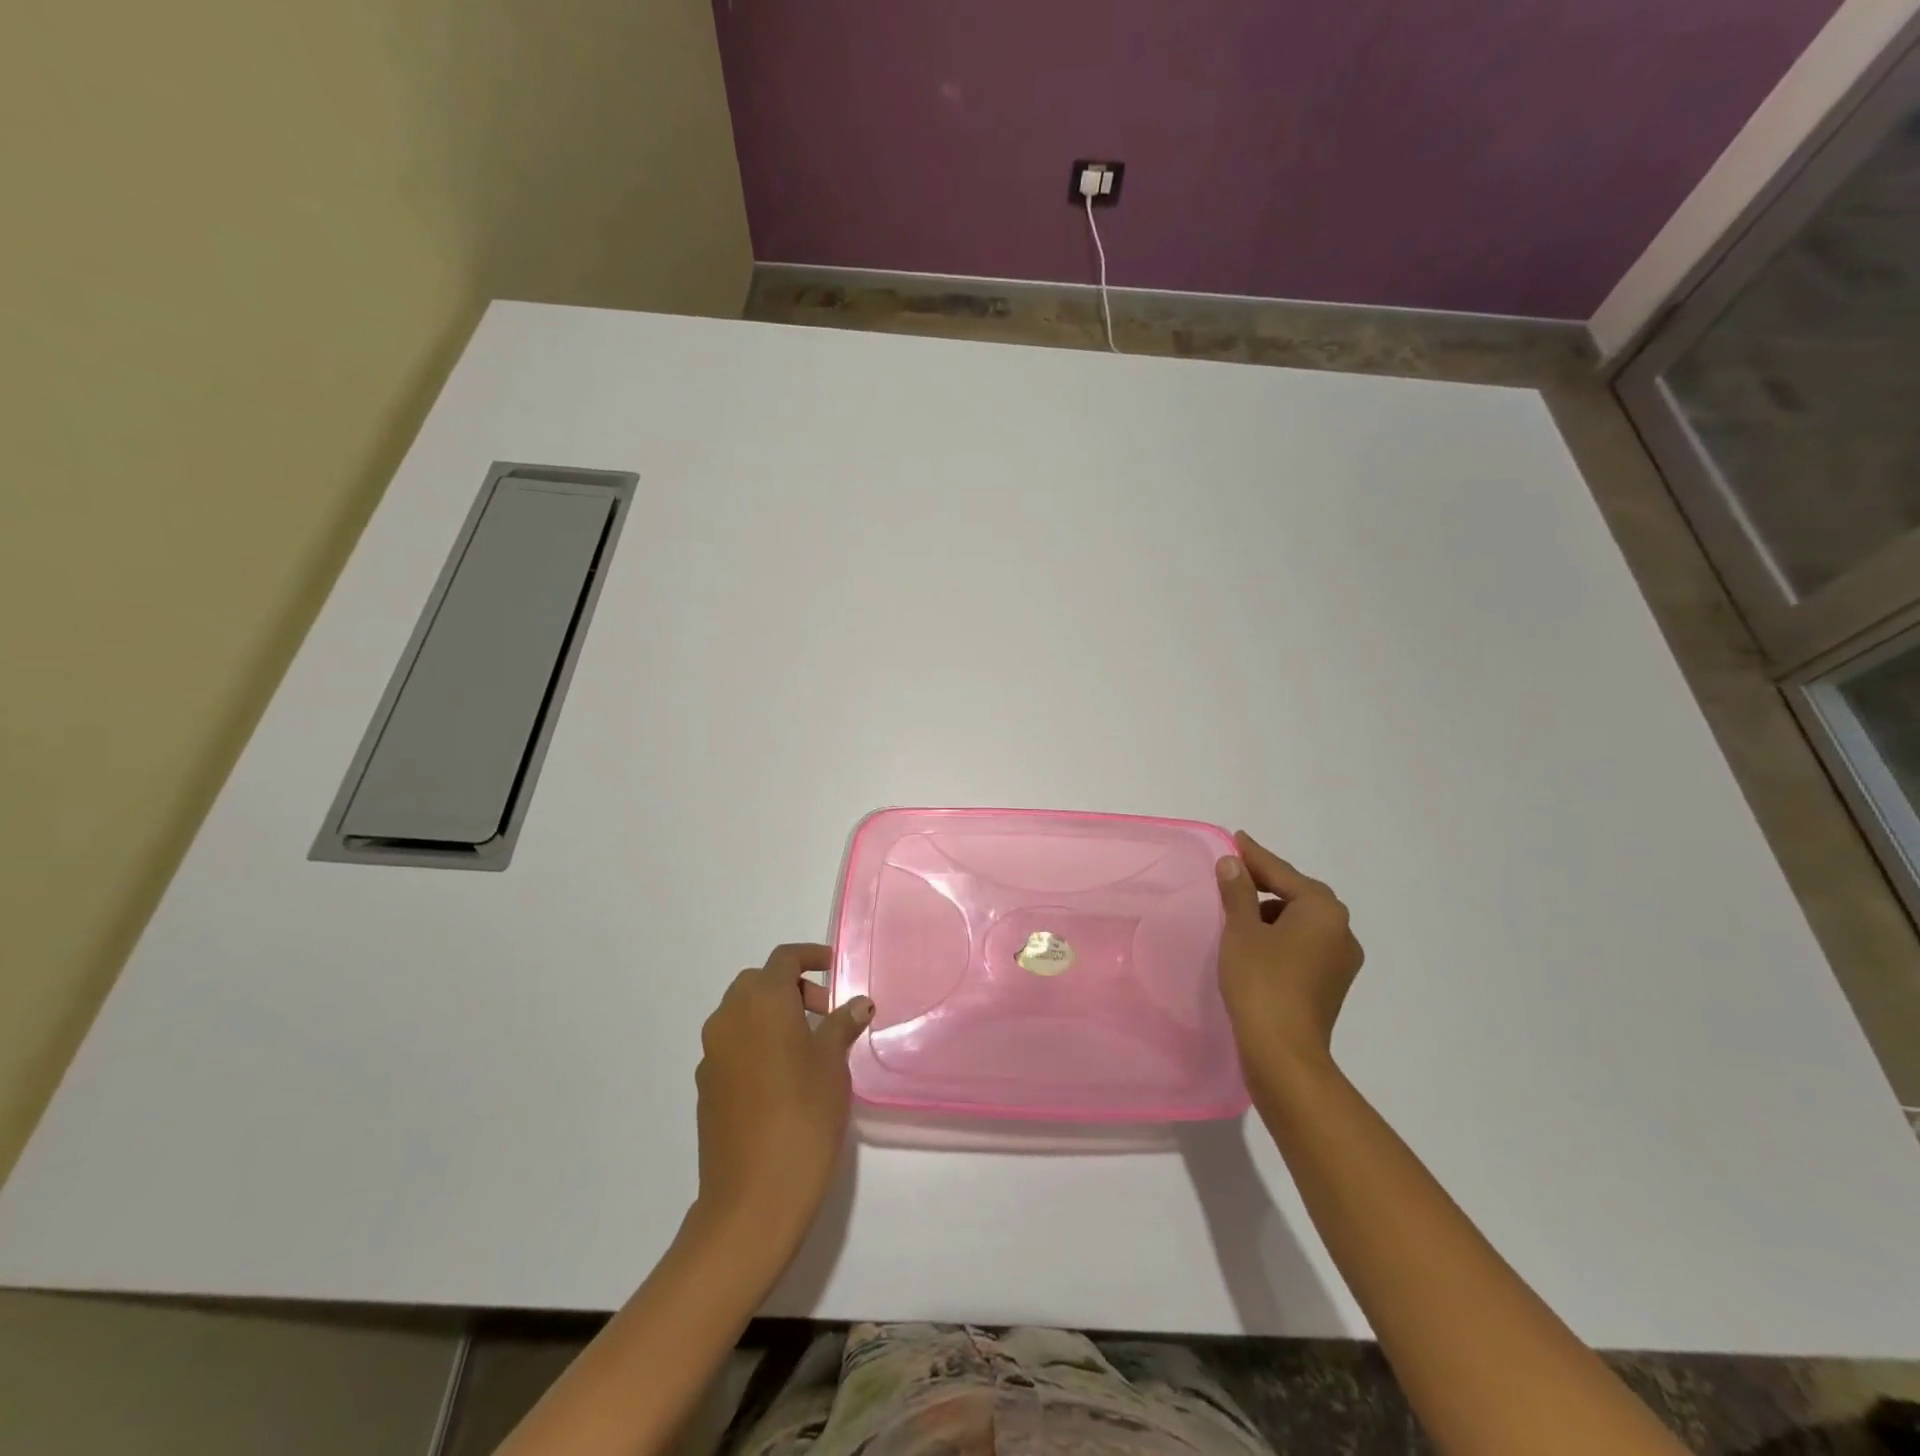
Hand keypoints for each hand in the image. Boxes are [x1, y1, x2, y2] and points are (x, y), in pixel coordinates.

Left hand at [692, 944, 872, 1256]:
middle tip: (825, 1013)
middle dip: (791, 988)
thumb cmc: (803, 1116)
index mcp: (761, 1002)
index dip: (811, 957)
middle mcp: (729, 1017)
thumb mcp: (832, 1064)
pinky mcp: (706, 1085)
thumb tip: (856, 1004)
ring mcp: (712, 1053)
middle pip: (758, 982)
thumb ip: (842, 1025)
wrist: (752, 1197)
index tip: (835, 969)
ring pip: (741, 1013)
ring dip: (772, 1015)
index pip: (784, 959)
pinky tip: (782, 1078)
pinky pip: (732, 1045)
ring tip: (808, 1047)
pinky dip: (756, 1042)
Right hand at [1215, 832, 1363, 1082]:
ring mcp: (1341, 960)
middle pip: (1297, 895)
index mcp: (1323, 910)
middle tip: (1234, 872)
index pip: (1282, 873)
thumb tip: (1233, 863)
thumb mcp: (1241, 930)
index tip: (1236, 839)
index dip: (1255, 856)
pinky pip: (1304, 944)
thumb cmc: (1261, 982)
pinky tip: (1256, 942)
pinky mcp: (1332, 984)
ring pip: (1301, 922)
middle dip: (1266, 883)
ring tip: (1239, 910)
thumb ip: (1238, 891)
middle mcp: (1341, 930)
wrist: (1283, 1053)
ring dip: (1272, 911)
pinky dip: (1281, 936)